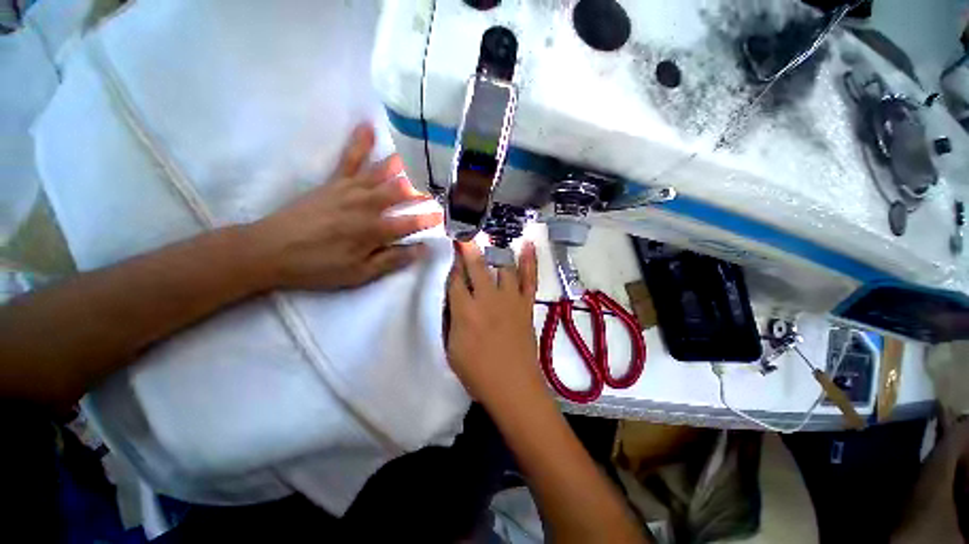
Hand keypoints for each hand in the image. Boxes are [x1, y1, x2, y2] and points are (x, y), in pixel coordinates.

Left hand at [246, 123, 441, 290]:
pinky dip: (359, 143)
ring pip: (382, 173)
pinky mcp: (333, 183)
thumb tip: (422, 249)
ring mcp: (350, 190)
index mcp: (375, 230)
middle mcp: (367, 205)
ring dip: (403, 164)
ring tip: (420, 153)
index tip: (445, 215)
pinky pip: (349, 159)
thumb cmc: (319, 267)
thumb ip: (392, 260)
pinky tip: (368, 127)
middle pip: (402, 193)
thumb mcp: (360, 274)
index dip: (430, 219)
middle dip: (423, 189)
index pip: (412, 222)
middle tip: (440, 182)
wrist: (270, 250)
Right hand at [446, 240, 545, 407]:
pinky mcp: (526, 305)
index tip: (450, 253)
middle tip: (465, 233)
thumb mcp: (451, 348)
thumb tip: (453, 299)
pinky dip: (530, 261)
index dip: (452, 265)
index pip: (455, 280)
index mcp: (465, 312)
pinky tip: (528, 244)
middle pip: (476, 266)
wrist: (513, 386)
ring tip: (490, 236)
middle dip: (468, 248)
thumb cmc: (477, 372)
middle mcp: (487, 299)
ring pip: (503, 267)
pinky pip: (530, 278)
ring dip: (495, 250)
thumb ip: (451, 319)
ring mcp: (510, 299)